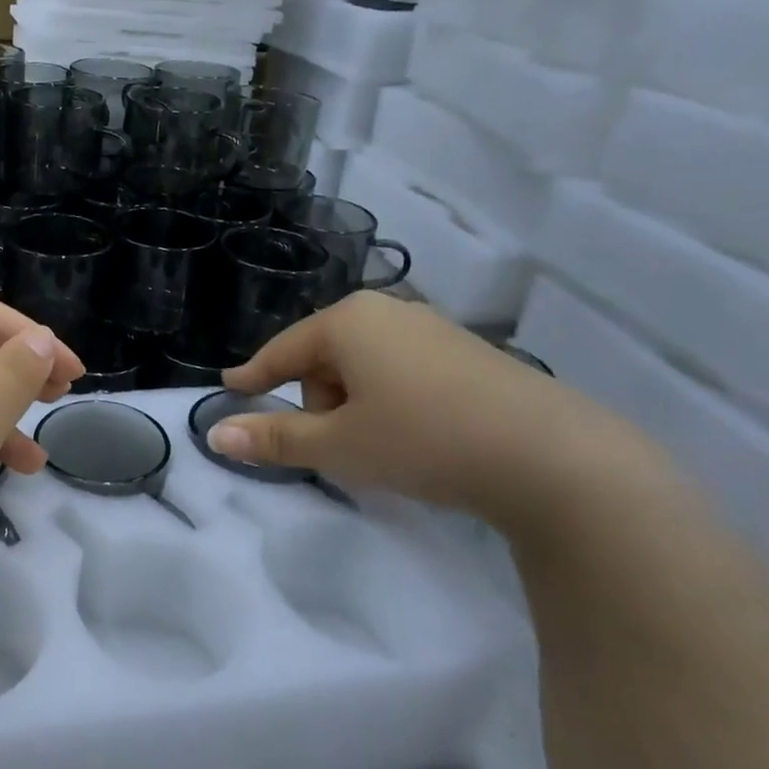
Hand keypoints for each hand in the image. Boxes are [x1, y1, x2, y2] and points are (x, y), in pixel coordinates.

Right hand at [210, 291, 668, 525]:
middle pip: (324, 356)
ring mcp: (432, 329)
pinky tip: (417, 434)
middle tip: (337, 444)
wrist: (552, 456)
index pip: (283, 350)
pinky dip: (390, 400)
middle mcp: (388, 312)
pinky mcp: (467, 353)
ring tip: (379, 445)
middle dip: (317, 400)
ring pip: (364, 365)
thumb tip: (216, 435)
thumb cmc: (423, 439)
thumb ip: (274, 437)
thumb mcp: (339, 445)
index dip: (254, 374)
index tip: (230, 387)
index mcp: (348, 321)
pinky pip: (401, 370)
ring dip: (354, 403)